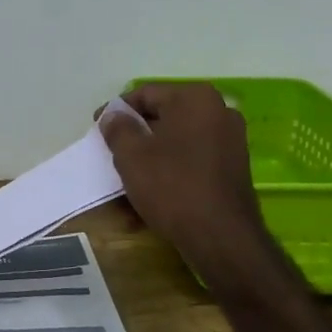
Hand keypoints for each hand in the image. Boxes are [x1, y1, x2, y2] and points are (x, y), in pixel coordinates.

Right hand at [100, 83, 271, 277]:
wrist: (221, 237)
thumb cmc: (172, 186)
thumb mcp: (132, 155)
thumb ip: (118, 128)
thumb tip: (113, 116)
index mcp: (195, 98)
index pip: (146, 94)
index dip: (117, 111)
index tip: (98, 128)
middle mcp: (219, 111)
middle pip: (165, 115)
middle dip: (136, 132)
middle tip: (112, 150)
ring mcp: (231, 139)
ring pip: (178, 139)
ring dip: (153, 152)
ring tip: (130, 172)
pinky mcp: (234, 166)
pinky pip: (193, 157)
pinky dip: (172, 166)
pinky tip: (154, 186)